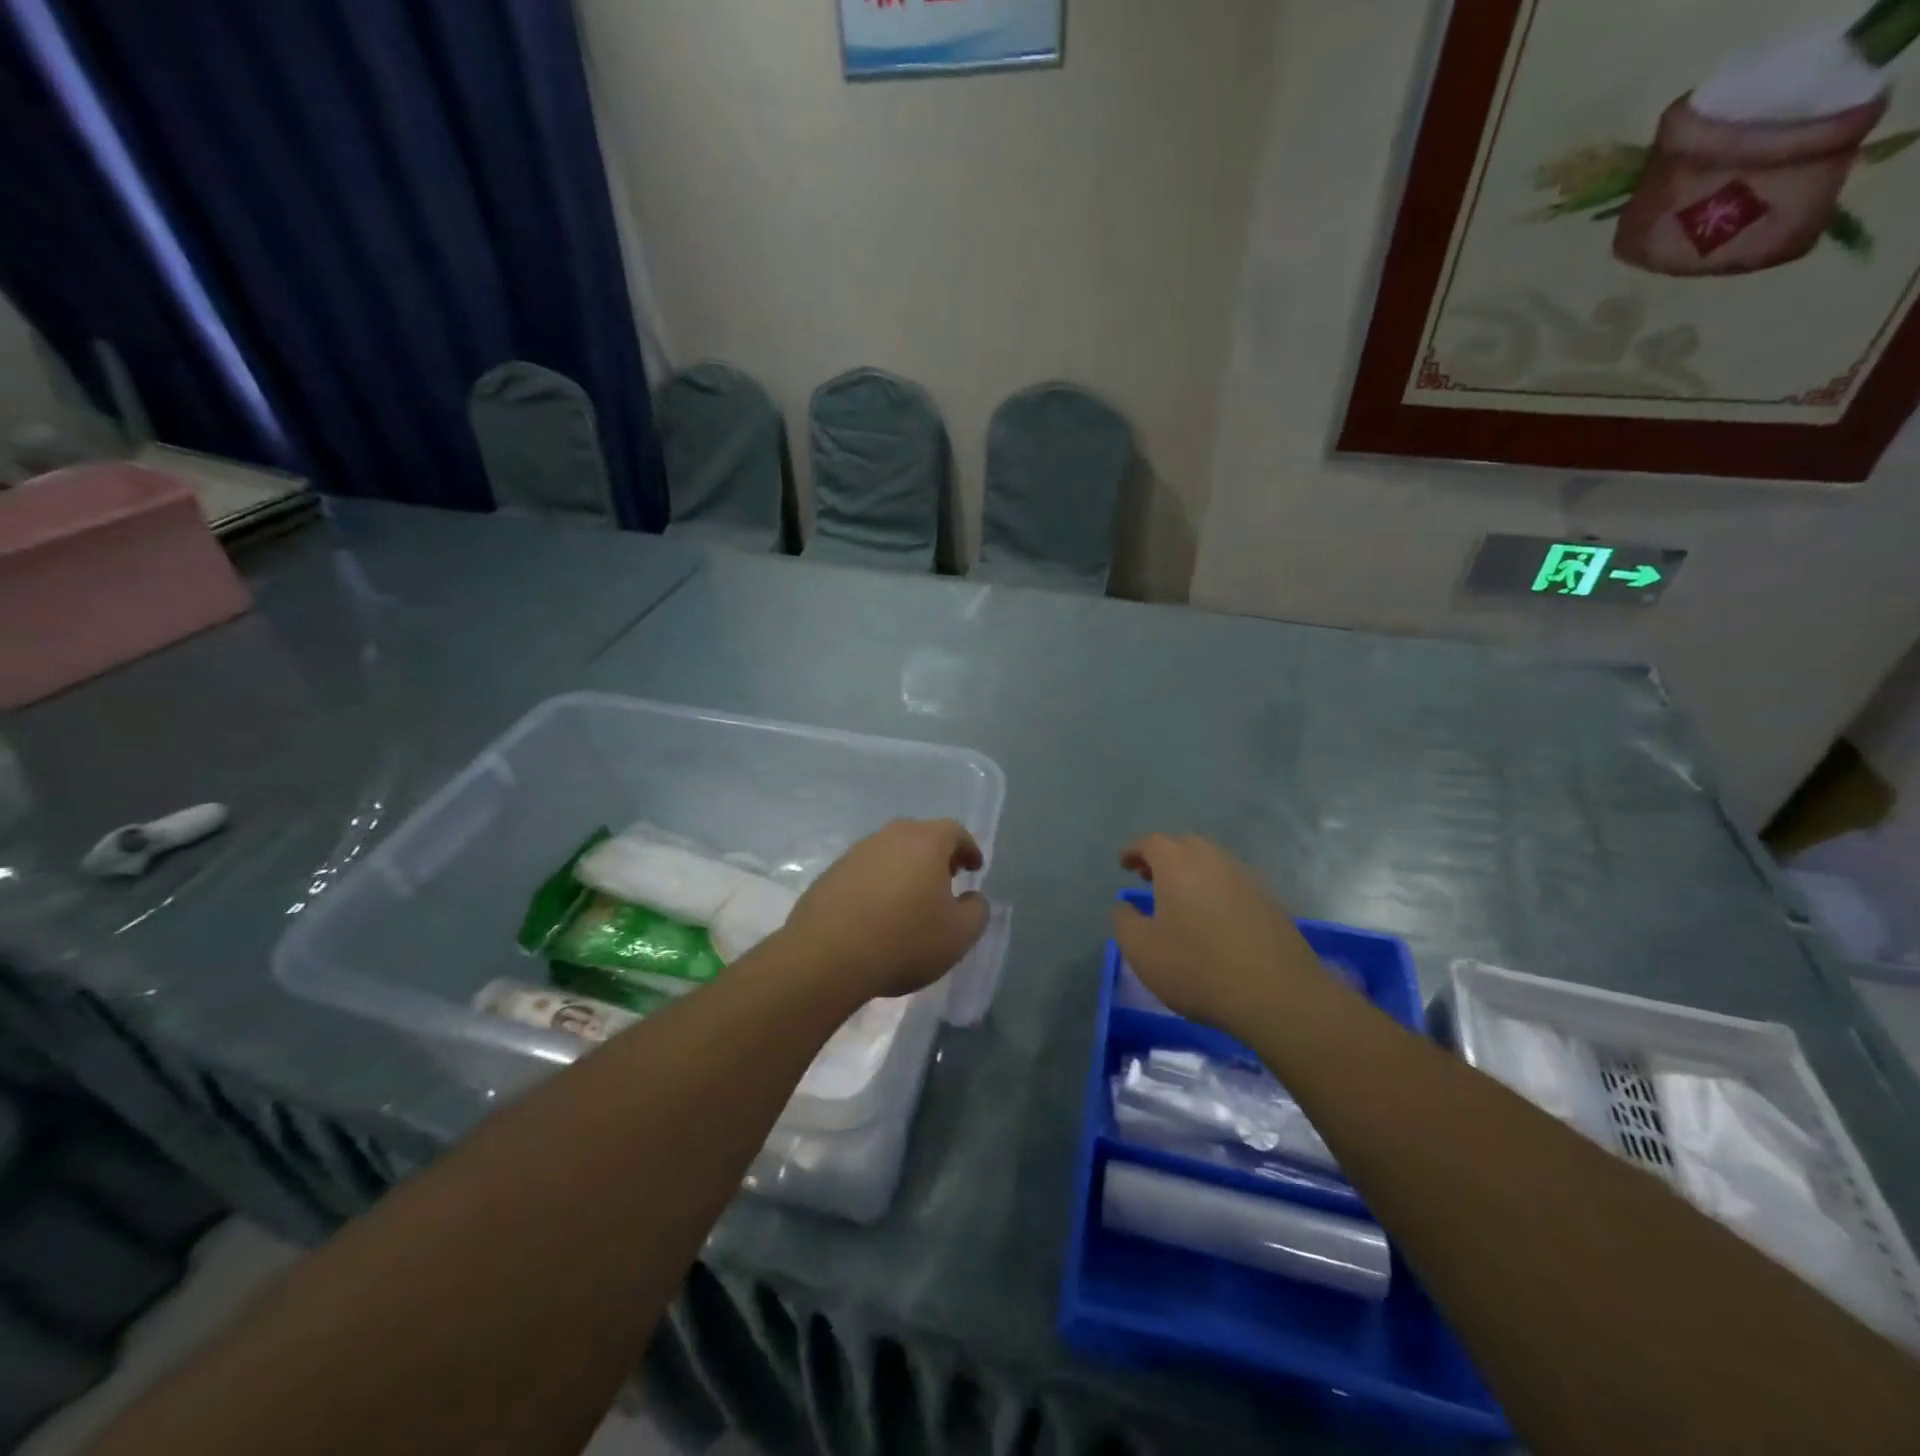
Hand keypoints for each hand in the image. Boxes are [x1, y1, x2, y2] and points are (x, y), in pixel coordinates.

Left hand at [781, 819, 988, 999]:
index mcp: (925, 841)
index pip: (954, 831)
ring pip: (890, 852)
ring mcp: (855, 854)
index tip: (974, 868)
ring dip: (905, 869)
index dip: (968, 848)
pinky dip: (878, 884)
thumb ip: (976, 911)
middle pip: (920, 836)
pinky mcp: (830, 875)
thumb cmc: (905, 940)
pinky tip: (878, 914)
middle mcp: (889, 837)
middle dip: (936, 855)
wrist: (828, 956)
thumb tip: (972, 898)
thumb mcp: (959, 935)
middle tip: (946, 879)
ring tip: (911, 900)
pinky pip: (864, 872)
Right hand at [1115, 834, 1326, 1029]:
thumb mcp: (1141, 951)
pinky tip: (1213, 918)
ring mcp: (1247, 880)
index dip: (1134, 850)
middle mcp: (1214, 861)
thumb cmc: (1197, 968)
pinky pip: (1234, 884)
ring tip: (1181, 898)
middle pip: (1185, 845)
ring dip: (1192, 872)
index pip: (1151, 842)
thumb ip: (1125, 922)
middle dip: (1164, 856)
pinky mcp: (1270, 902)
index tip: (1124, 863)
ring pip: (1213, 862)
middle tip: (1150, 877)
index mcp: (1178, 865)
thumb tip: (1126, 906)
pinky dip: (1217, 890)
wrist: (1276, 995)